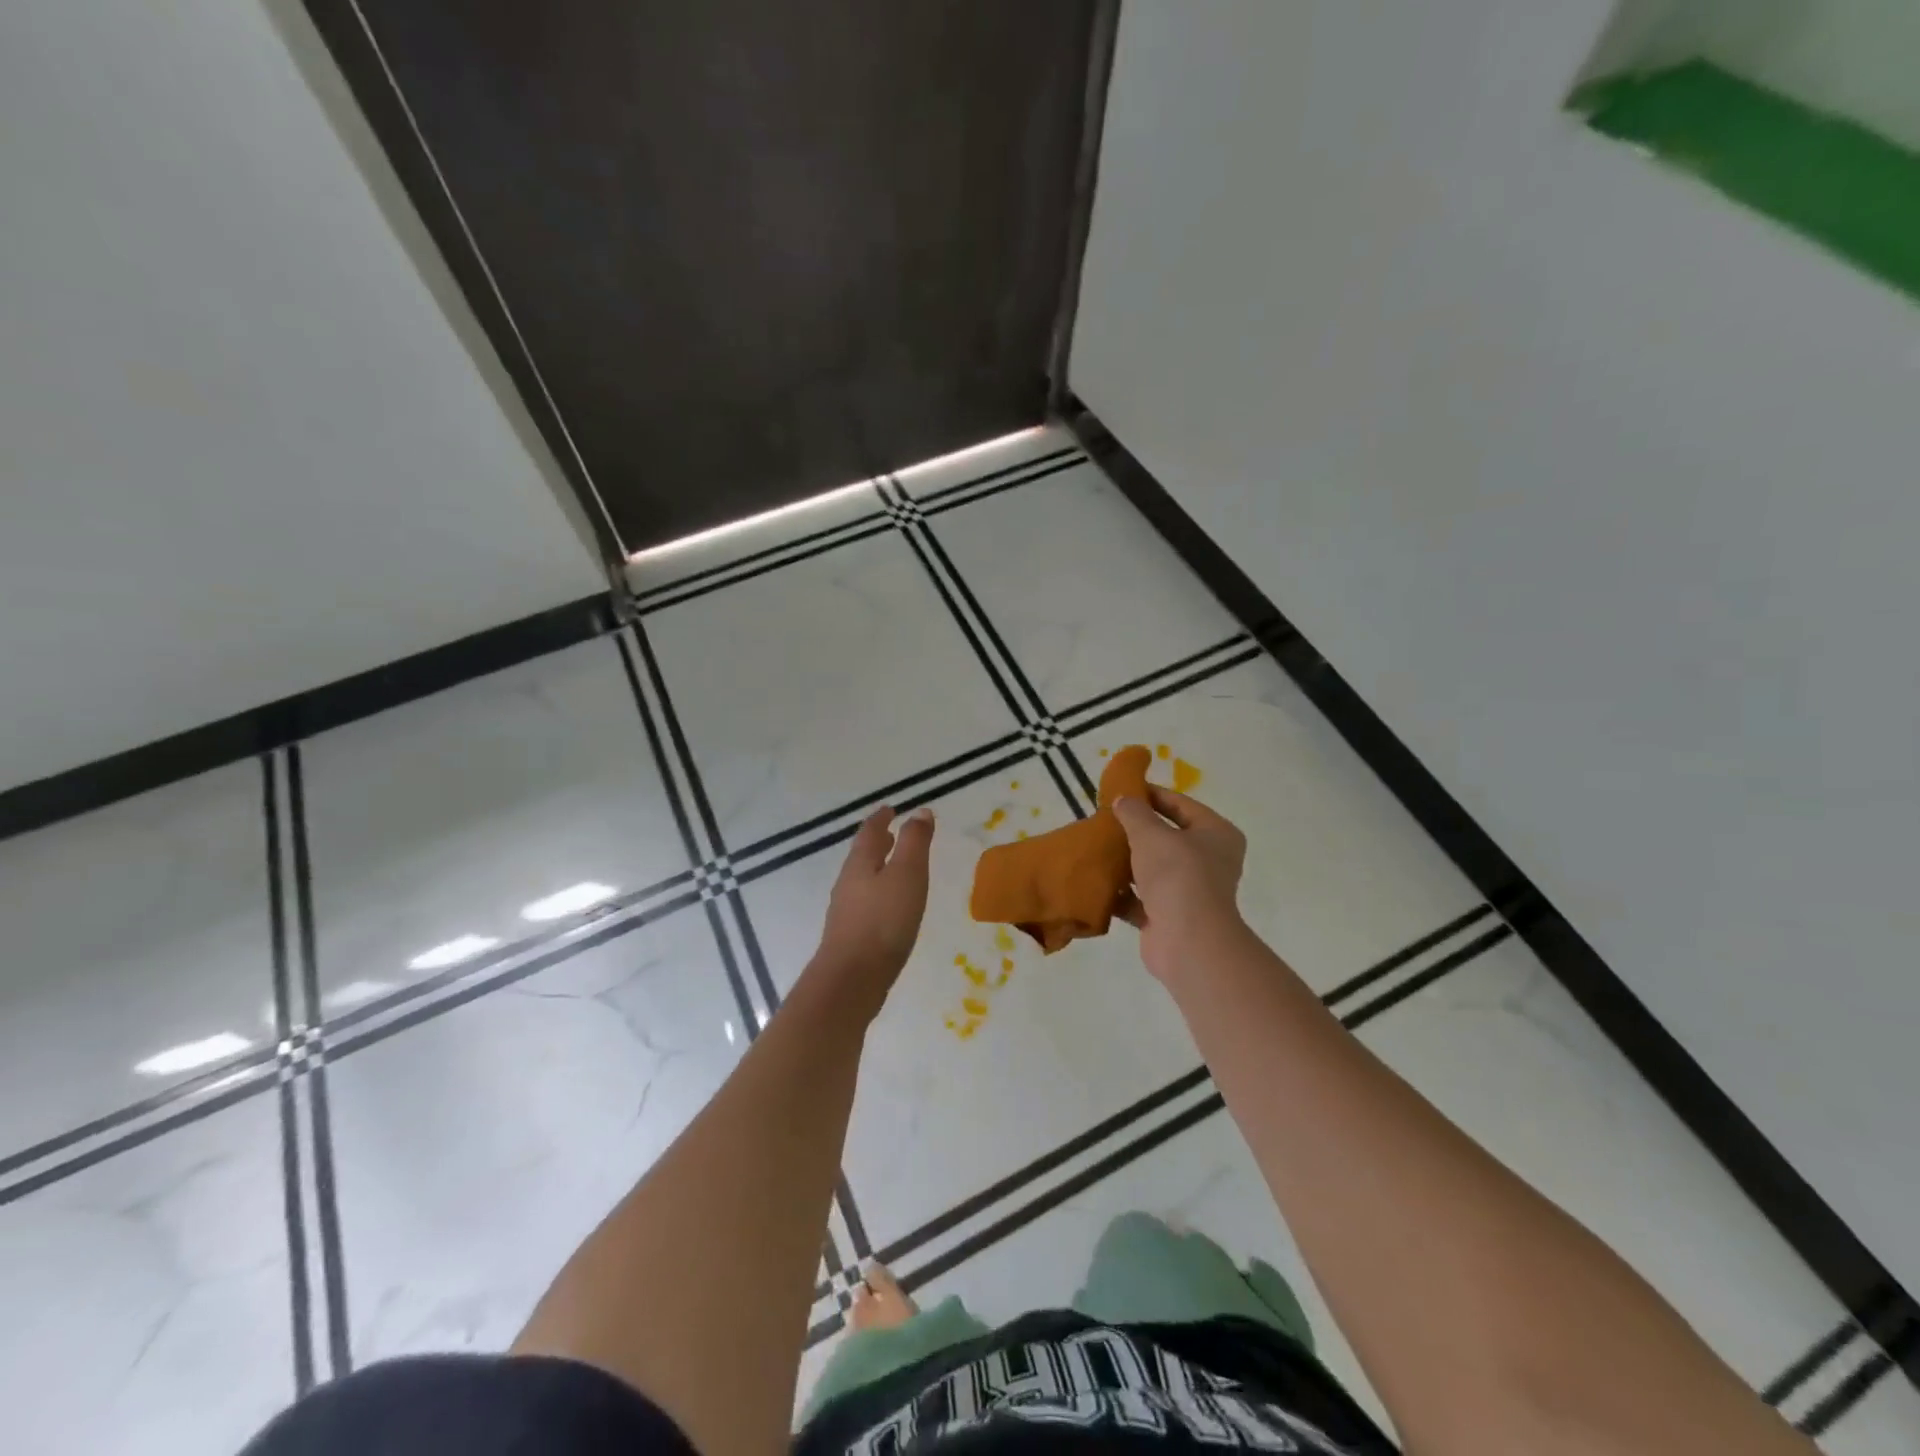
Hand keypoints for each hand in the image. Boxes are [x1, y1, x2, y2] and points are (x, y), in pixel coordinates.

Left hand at [809, 805, 934, 1020]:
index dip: (881, 818)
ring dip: (877, 866)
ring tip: (893, 865)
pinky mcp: (851, 934)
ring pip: (863, 878)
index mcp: (861, 863)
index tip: (890, 808)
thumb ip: (915, 842)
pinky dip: (878, 891)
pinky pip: (866, 901)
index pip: (870, 832)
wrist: (853, 979)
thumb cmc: (883, 920)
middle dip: (877, 841)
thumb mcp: (907, 875)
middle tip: (890, 832)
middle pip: (862, 854)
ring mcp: (847, 910)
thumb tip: (919, 811)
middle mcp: (849, 882)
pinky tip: (889, 905)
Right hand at [1112, 787, 1247, 982]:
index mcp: (1216, 834)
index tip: (1121, 791)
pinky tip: (1095, 881)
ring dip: (1126, 861)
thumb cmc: (1177, 875)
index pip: (1182, 805)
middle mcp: (1209, 861)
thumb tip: (1123, 799)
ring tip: (1095, 847)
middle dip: (1135, 831)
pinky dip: (1121, 892)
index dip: (1152, 795)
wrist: (1187, 940)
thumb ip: (1134, 813)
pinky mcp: (1168, 917)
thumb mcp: (1151, 834)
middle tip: (1103, 819)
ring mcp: (1189, 891)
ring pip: (1152, 869)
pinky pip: (1140, 898)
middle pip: (1167, 838)